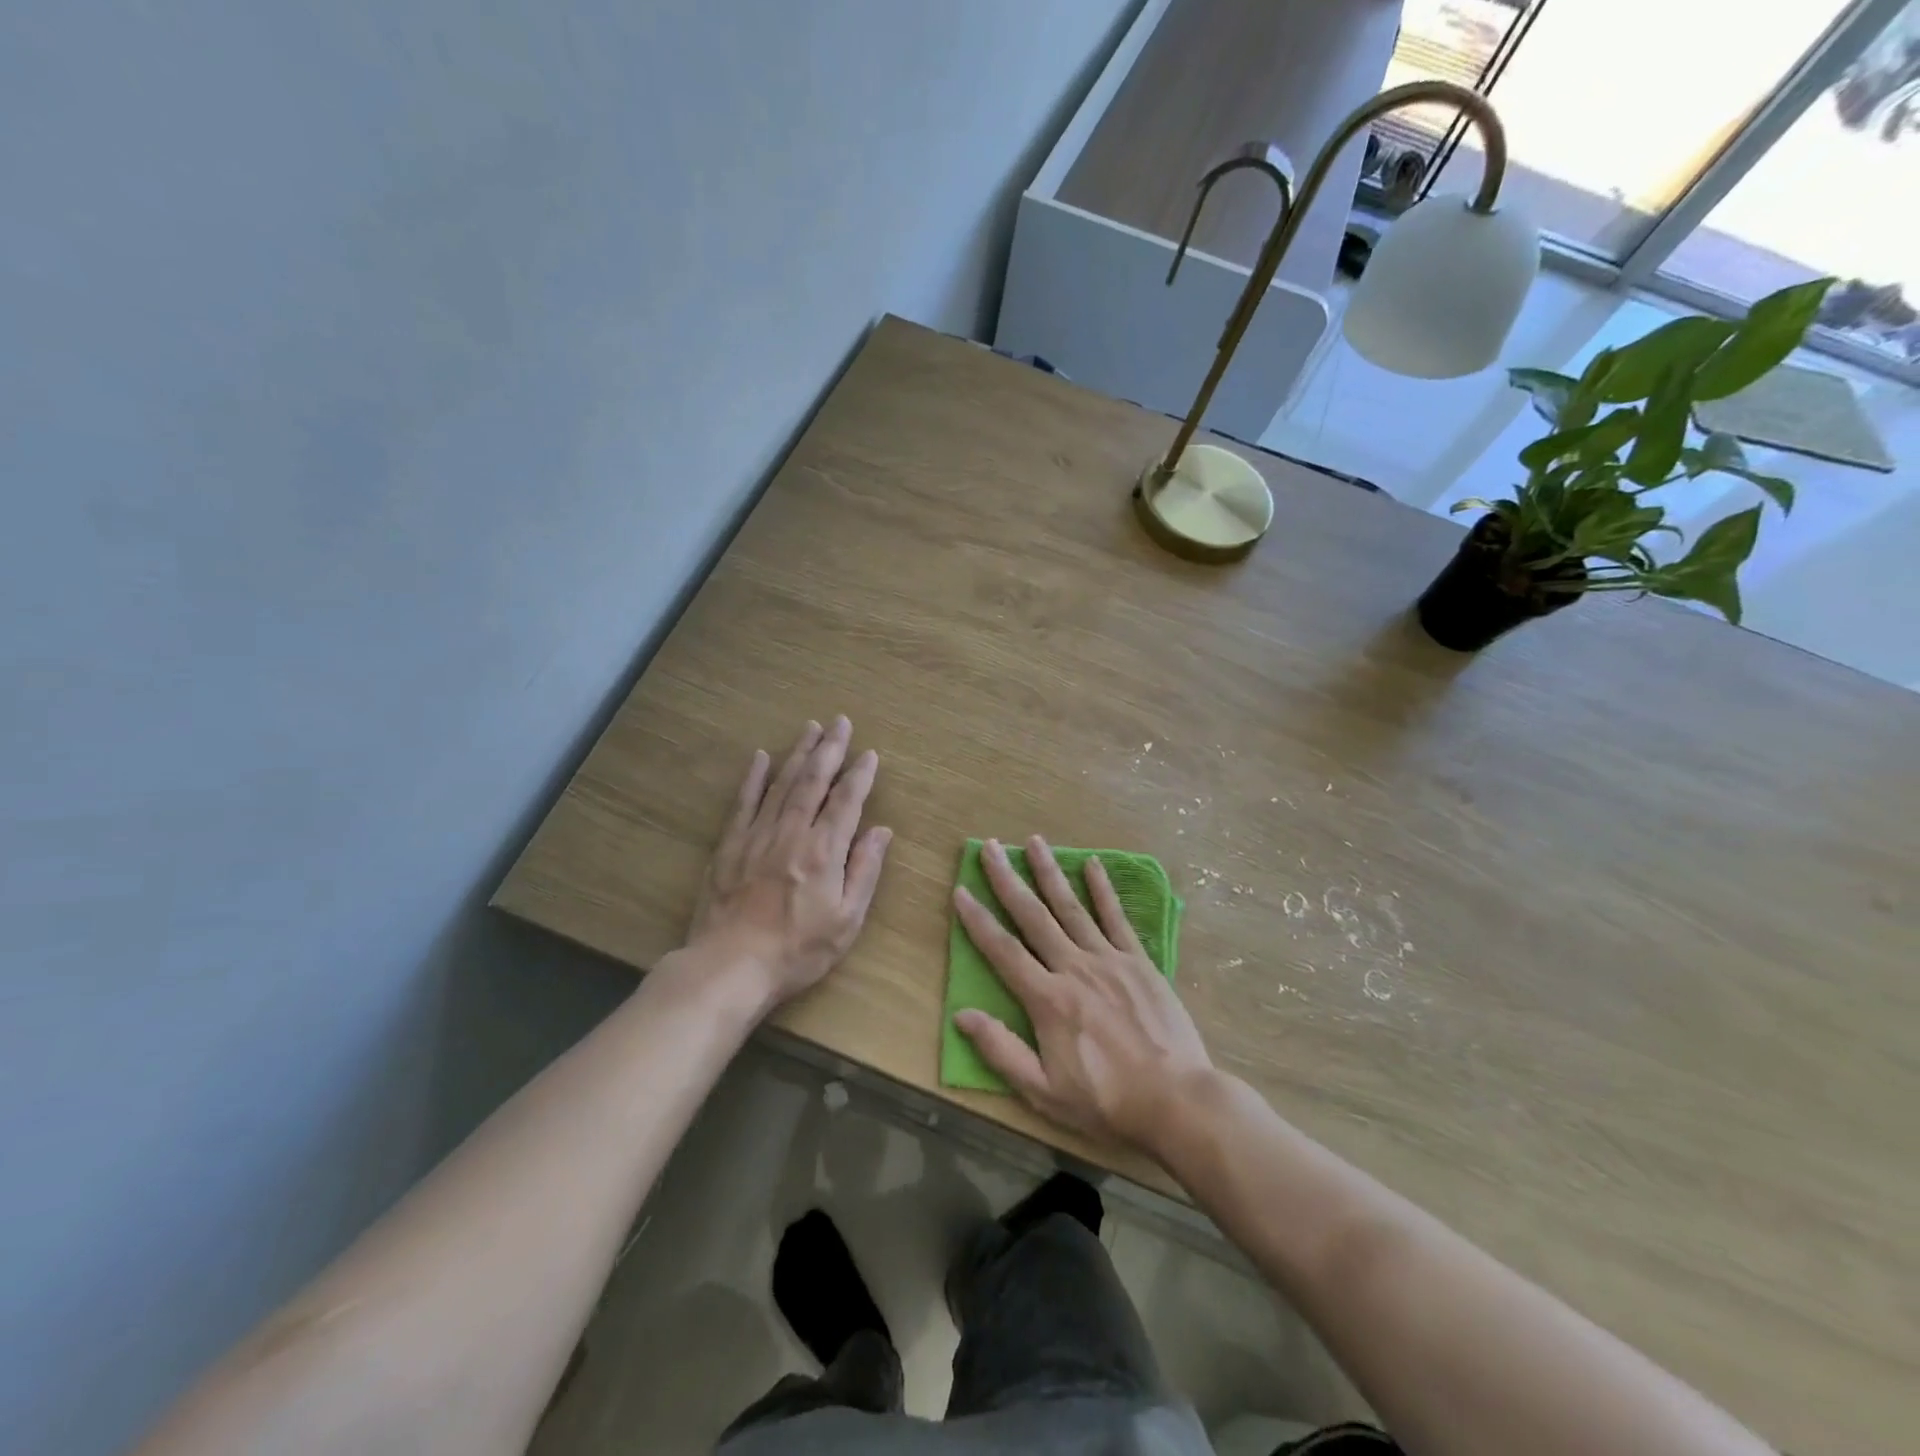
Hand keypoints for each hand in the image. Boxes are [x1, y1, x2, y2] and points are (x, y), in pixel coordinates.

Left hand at [684, 717, 891, 1010]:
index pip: (846, 801)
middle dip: (829, 749)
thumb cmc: (797, 950)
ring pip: (782, 783)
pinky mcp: (729, 845)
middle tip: (840, 721)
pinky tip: (761, 757)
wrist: (730, 967)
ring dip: (798, 753)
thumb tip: (881, 831)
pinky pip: (744, 802)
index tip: (869, 754)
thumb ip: (865, 871)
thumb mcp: (847, 921)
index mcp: (824, 851)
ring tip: (811, 727)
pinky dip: (753, 777)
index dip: (860, 775)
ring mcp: (757, 835)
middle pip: (813, 781)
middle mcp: (791, 832)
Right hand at [951, 835, 1213, 1156]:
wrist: (1178, 1101)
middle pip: (1033, 916)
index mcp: (1047, 999)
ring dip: (1050, 872)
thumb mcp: (1044, 1092)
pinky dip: (1103, 890)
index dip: (978, 920)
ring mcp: (1110, 960)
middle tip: (991, 846)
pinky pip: (1117, 918)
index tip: (960, 890)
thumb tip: (962, 1015)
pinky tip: (1093, 864)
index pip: (1003, 950)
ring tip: (1035, 841)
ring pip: (1072, 907)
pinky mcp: (1140, 961)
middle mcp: (1074, 968)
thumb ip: (1002, 1051)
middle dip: (1008, 879)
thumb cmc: (1106, 1101)